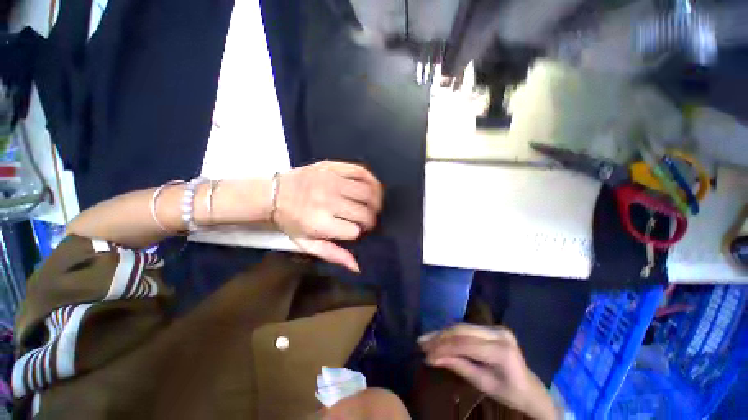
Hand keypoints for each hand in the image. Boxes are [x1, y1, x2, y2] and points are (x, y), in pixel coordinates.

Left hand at [272, 161, 382, 272]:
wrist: (273, 193)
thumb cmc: (291, 221)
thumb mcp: (307, 243)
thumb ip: (332, 254)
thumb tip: (357, 267)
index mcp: (320, 223)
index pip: (354, 231)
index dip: (359, 232)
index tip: (357, 231)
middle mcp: (328, 201)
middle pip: (363, 213)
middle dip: (371, 220)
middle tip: (368, 220)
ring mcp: (331, 181)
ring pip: (367, 193)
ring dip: (375, 202)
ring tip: (374, 206)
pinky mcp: (333, 167)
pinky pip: (361, 172)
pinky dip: (372, 181)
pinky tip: (373, 188)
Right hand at [418, 324, 559, 419]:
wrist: (530, 388)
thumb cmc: (509, 392)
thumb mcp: (483, 383)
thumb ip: (458, 366)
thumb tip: (431, 358)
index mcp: (501, 350)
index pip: (465, 345)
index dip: (443, 347)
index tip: (426, 353)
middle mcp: (498, 333)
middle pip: (462, 331)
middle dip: (440, 337)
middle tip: (422, 343)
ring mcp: (495, 327)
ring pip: (462, 327)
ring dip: (442, 333)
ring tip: (426, 339)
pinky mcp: (491, 327)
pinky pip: (466, 328)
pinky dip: (451, 333)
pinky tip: (439, 336)